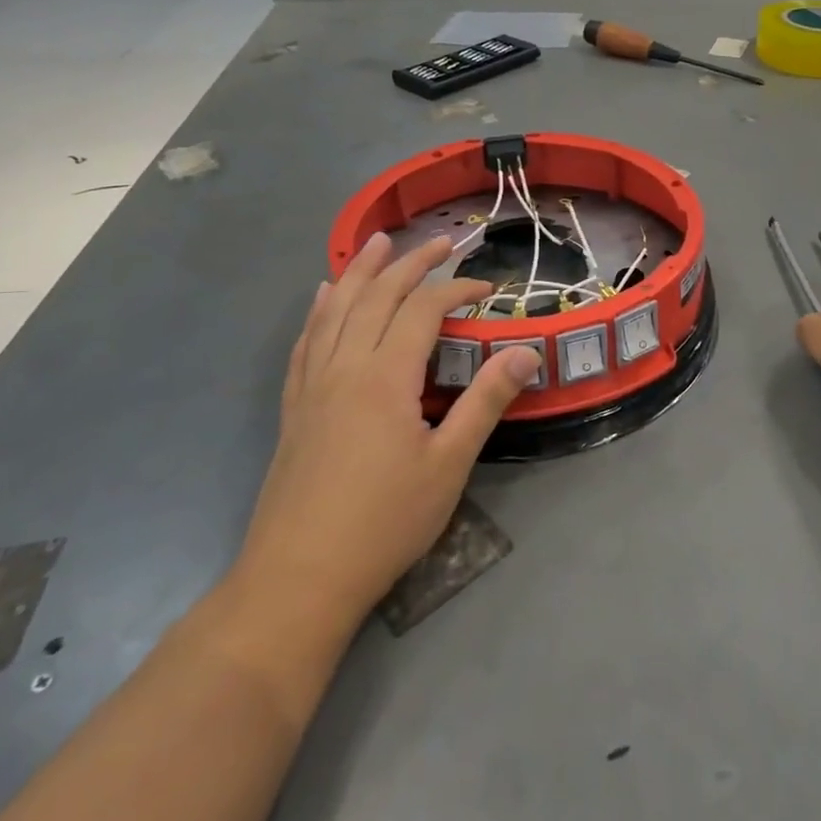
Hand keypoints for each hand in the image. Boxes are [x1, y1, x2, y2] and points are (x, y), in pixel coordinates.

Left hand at [235, 233, 539, 624]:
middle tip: (441, 242)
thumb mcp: (449, 464)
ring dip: (361, 271)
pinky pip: (306, 342)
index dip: (456, 289)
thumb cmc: (385, 522)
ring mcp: (313, 386)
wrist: (298, 579)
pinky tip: (324, 298)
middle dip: (411, 264)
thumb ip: (486, 401)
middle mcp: (344, 368)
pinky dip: (319, 311)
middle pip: (377, 297)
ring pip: (336, 310)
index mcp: (384, 378)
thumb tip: (525, 353)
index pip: (423, 311)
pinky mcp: (295, 407)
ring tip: (377, 242)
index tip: (488, 289)